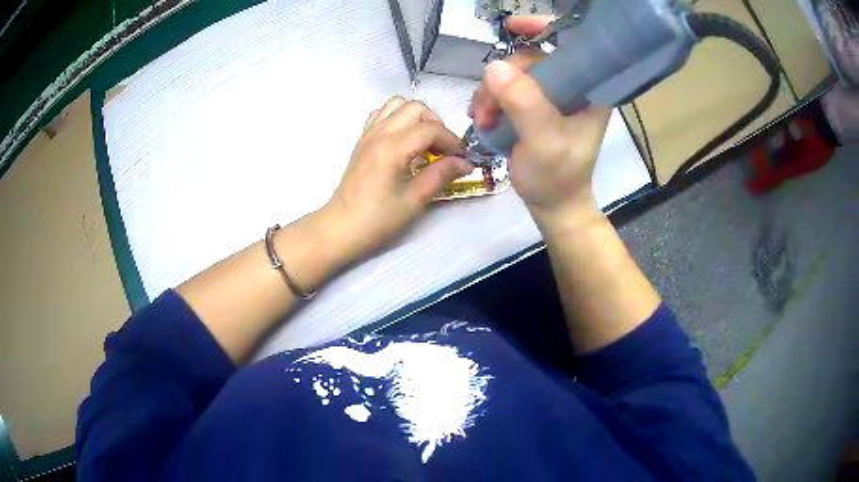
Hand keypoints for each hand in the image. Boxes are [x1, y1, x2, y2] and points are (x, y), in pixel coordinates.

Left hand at [323, 96, 472, 261]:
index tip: (462, 159)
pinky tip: (404, 140)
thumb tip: (465, 163)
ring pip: (397, 105)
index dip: (452, 141)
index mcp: (393, 147)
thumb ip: (441, 175)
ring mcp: (368, 134)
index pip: (431, 129)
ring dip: (417, 117)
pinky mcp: (362, 140)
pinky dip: (398, 119)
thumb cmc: (377, 219)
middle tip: (443, 150)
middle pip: (416, 108)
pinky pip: (381, 115)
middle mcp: (380, 133)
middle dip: (436, 124)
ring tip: (424, 141)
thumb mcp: (414, 200)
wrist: (341, 227)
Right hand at [469, 16, 610, 226]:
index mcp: (589, 90)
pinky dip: (490, 101)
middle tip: (484, 109)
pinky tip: (483, 119)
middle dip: (503, 78)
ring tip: (481, 121)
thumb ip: (525, 105)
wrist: (553, 206)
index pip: (571, 45)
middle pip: (533, 60)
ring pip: (515, 75)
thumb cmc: (557, 178)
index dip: (544, 29)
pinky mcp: (536, 107)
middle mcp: (573, 88)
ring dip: (491, 93)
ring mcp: (553, 97)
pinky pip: (507, 90)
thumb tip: (494, 67)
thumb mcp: (544, 143)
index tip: (513, 27)